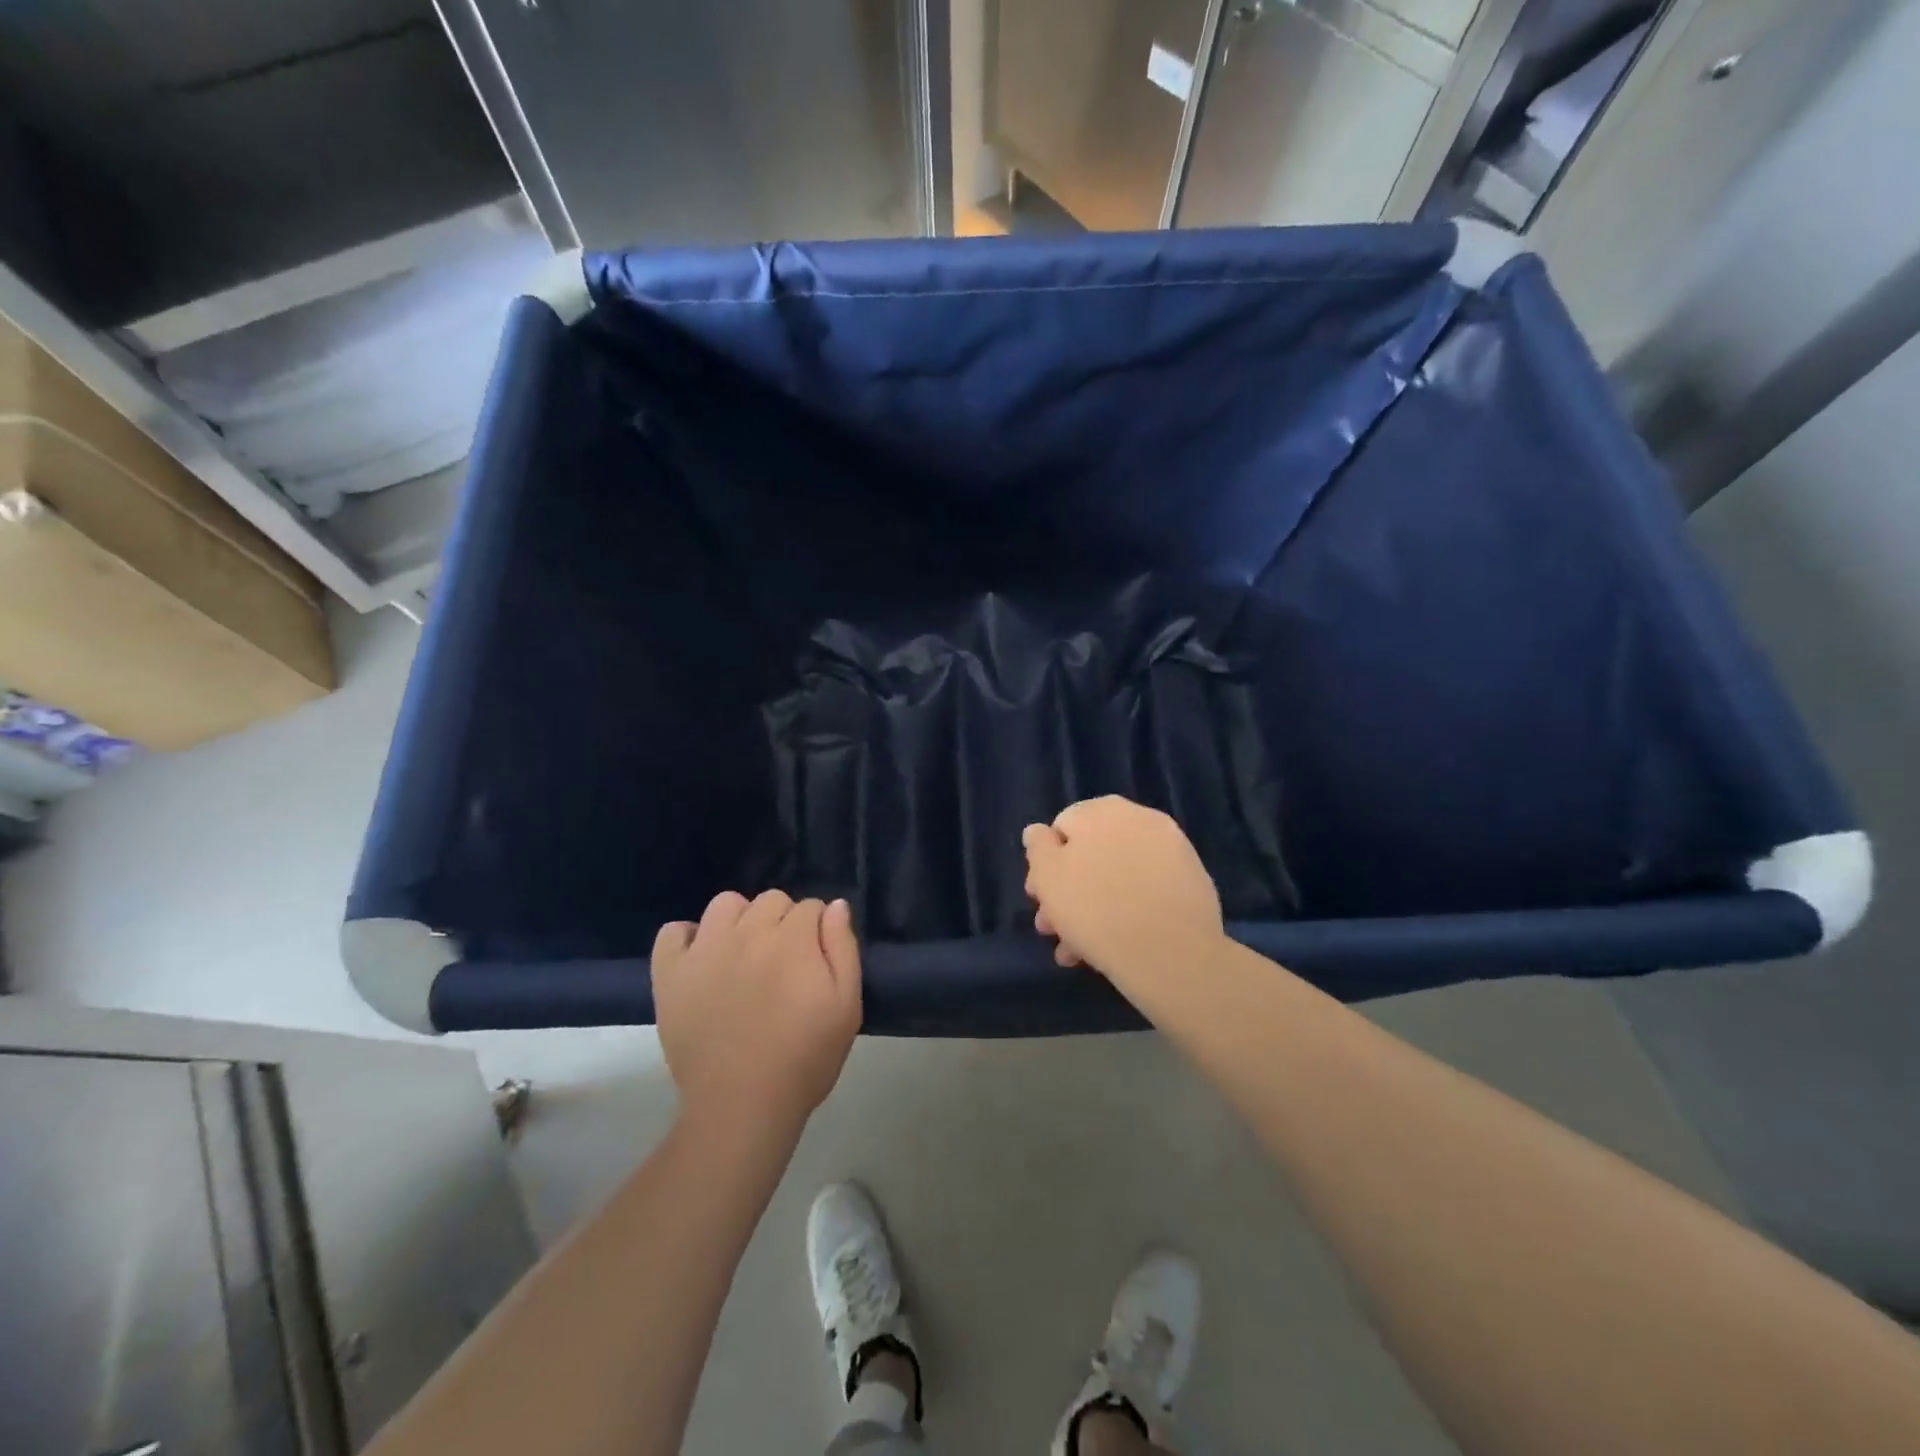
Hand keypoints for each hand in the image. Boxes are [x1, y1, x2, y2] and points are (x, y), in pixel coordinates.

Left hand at [652, 892, 862, 1134]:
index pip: (811, 907)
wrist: (742, 1106)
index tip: (815, 961)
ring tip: (744, 956)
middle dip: (784, 922)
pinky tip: (703, 960)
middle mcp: (747, 932)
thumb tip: (834, 906)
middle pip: (771, 900)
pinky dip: (687, 938)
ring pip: (726, 904)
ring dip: (741, 921)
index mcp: (792, 939)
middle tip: (784, 964)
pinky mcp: (670, 973)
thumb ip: (843, 948)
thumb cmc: (804, 1059)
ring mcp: (704, 950)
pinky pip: (673, 931)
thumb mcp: (846, 1006)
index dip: (817, 932)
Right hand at [1023, 796, 1225, 997]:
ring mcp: (1172, 849)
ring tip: (1079, 951)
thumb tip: (1039, 831)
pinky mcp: (1192, 880)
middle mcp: (1140, 819)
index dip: (1046, 864)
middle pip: (1092, 853)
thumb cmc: (1096, 910)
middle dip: (1069, 890)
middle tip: (1056, 928)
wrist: (1172, 954)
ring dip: (1094, 908)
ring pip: (1119, 876)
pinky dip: (1128, 911)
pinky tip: (1114, 947)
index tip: (1039, 898)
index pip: (1062, 828)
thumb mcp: (1047, 876)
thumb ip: (1038, 846)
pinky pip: (1147, 891)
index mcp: (1103, 810)